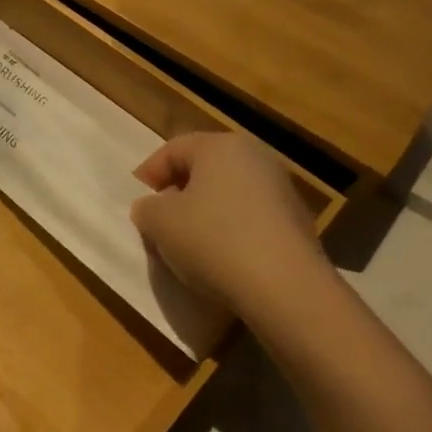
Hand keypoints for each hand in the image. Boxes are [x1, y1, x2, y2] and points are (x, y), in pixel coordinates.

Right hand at [131, 132, 333, 329]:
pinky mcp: (296, 223)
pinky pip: (249, 220)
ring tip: (185, 247)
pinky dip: (229, 233)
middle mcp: (256, 158)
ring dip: (203, 216)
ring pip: (227, 196)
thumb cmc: (212, 239)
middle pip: (203, 170)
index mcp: (221, 146)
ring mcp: (282, 190)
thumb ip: (146, 208)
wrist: (283, 285)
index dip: (148, 174)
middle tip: (157, 223)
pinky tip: (219, 260)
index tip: (136, 203)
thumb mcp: (159, 222)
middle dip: (176, 195)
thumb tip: (152, 207)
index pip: (173, 149)